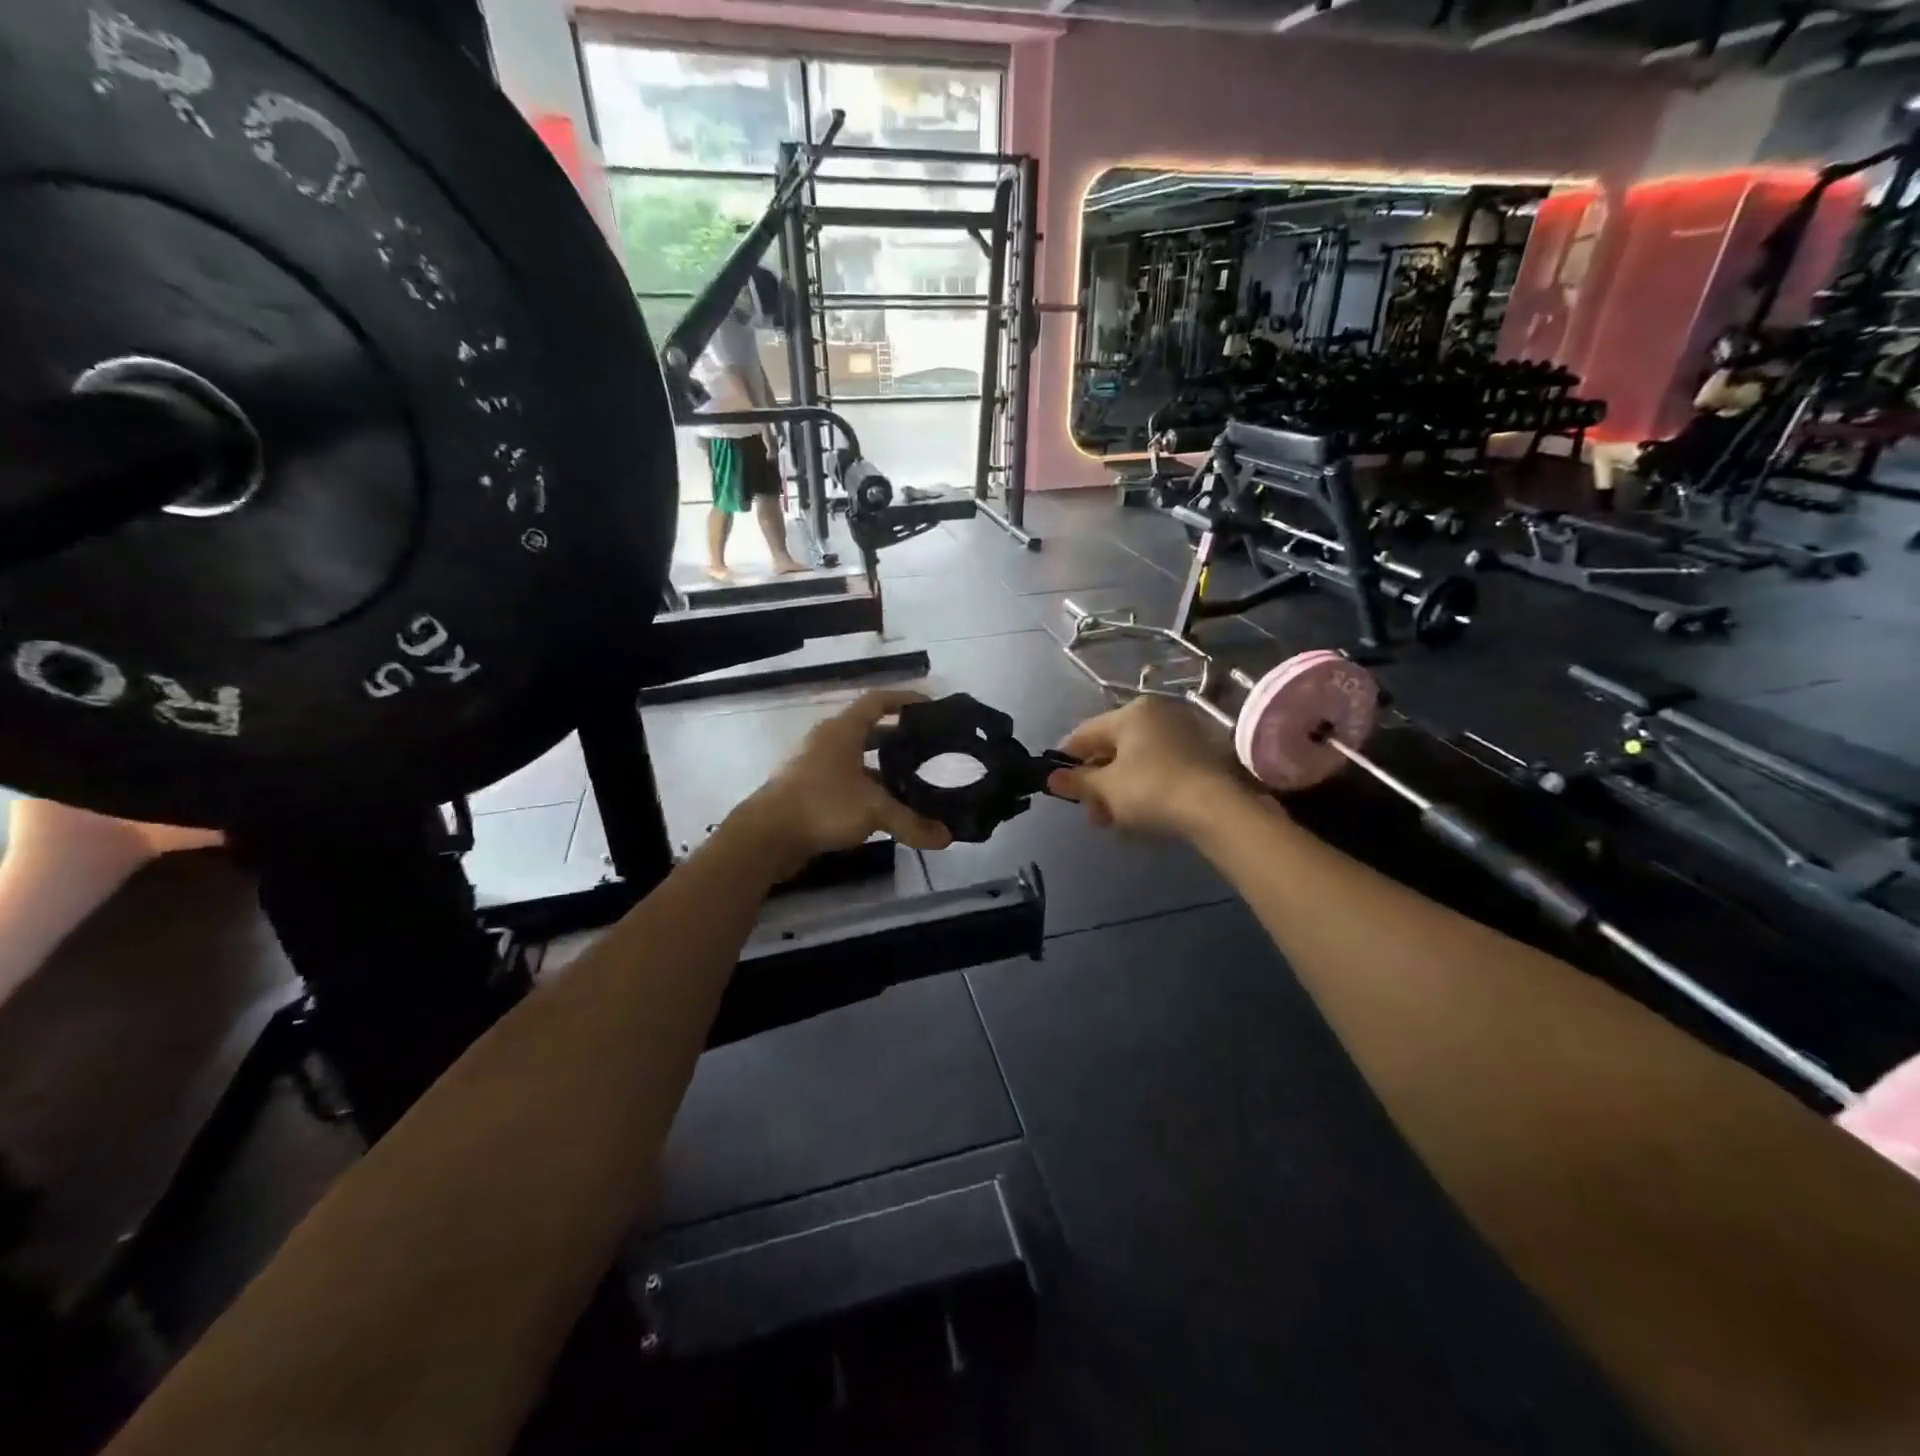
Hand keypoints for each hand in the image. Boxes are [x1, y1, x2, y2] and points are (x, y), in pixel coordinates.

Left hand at [737, 690, 953, 878]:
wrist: (766, 836)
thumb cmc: (822, 805)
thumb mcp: (874, 810)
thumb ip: (912, 822)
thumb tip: (947, 837)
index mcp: (842, 730)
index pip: (877, 701)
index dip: (905, 699)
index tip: (931, 706)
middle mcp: (827, 741)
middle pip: (869, 730)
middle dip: (899, 738)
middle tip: (929, 749)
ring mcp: (814, 765)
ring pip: (857, 758)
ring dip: (882, 766)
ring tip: (913, 780)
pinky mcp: (807, 790)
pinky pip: (845, 780)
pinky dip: (866, 787)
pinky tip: (884, 807)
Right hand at [1047, 697, 1251, 839]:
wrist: (1217, 809)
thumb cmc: (1151, 790)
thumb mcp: (1106, 788)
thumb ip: (1077, 782)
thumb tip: (1051, 779)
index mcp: (1131, 712)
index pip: (1085, 733)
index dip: (1067, 760)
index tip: (1058, 786)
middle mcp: (1158, 714)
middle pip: (1112, 748)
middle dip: (1097, 782)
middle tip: (1092, 814)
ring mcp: (1183, 733)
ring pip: (1136, 761)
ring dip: (1119, 789)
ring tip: (1114, 820)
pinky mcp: (1202, 755)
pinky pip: (1160, 767)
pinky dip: (1144, 787)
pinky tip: (1140, 813)